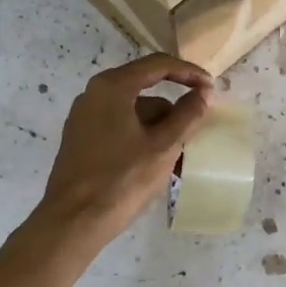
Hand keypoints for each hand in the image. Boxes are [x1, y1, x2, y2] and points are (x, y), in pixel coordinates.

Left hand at [36, 53, 212, 244]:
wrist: (74, 221)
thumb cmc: (122, 179)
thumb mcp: (164, 146)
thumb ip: (187, 114)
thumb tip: (203, 92)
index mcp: (112, 87)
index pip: (158, 65)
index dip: (189, 73)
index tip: (211, 88)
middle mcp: (93, 94)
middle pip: (145, 90)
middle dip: (174, 110)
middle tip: (196, 129)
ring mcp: (84, 117)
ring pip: (134, 113)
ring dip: (160, 129)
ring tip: (179, 159)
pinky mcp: (81, 139)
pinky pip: (120, 128)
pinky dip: (142, 138)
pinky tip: (156, 165)